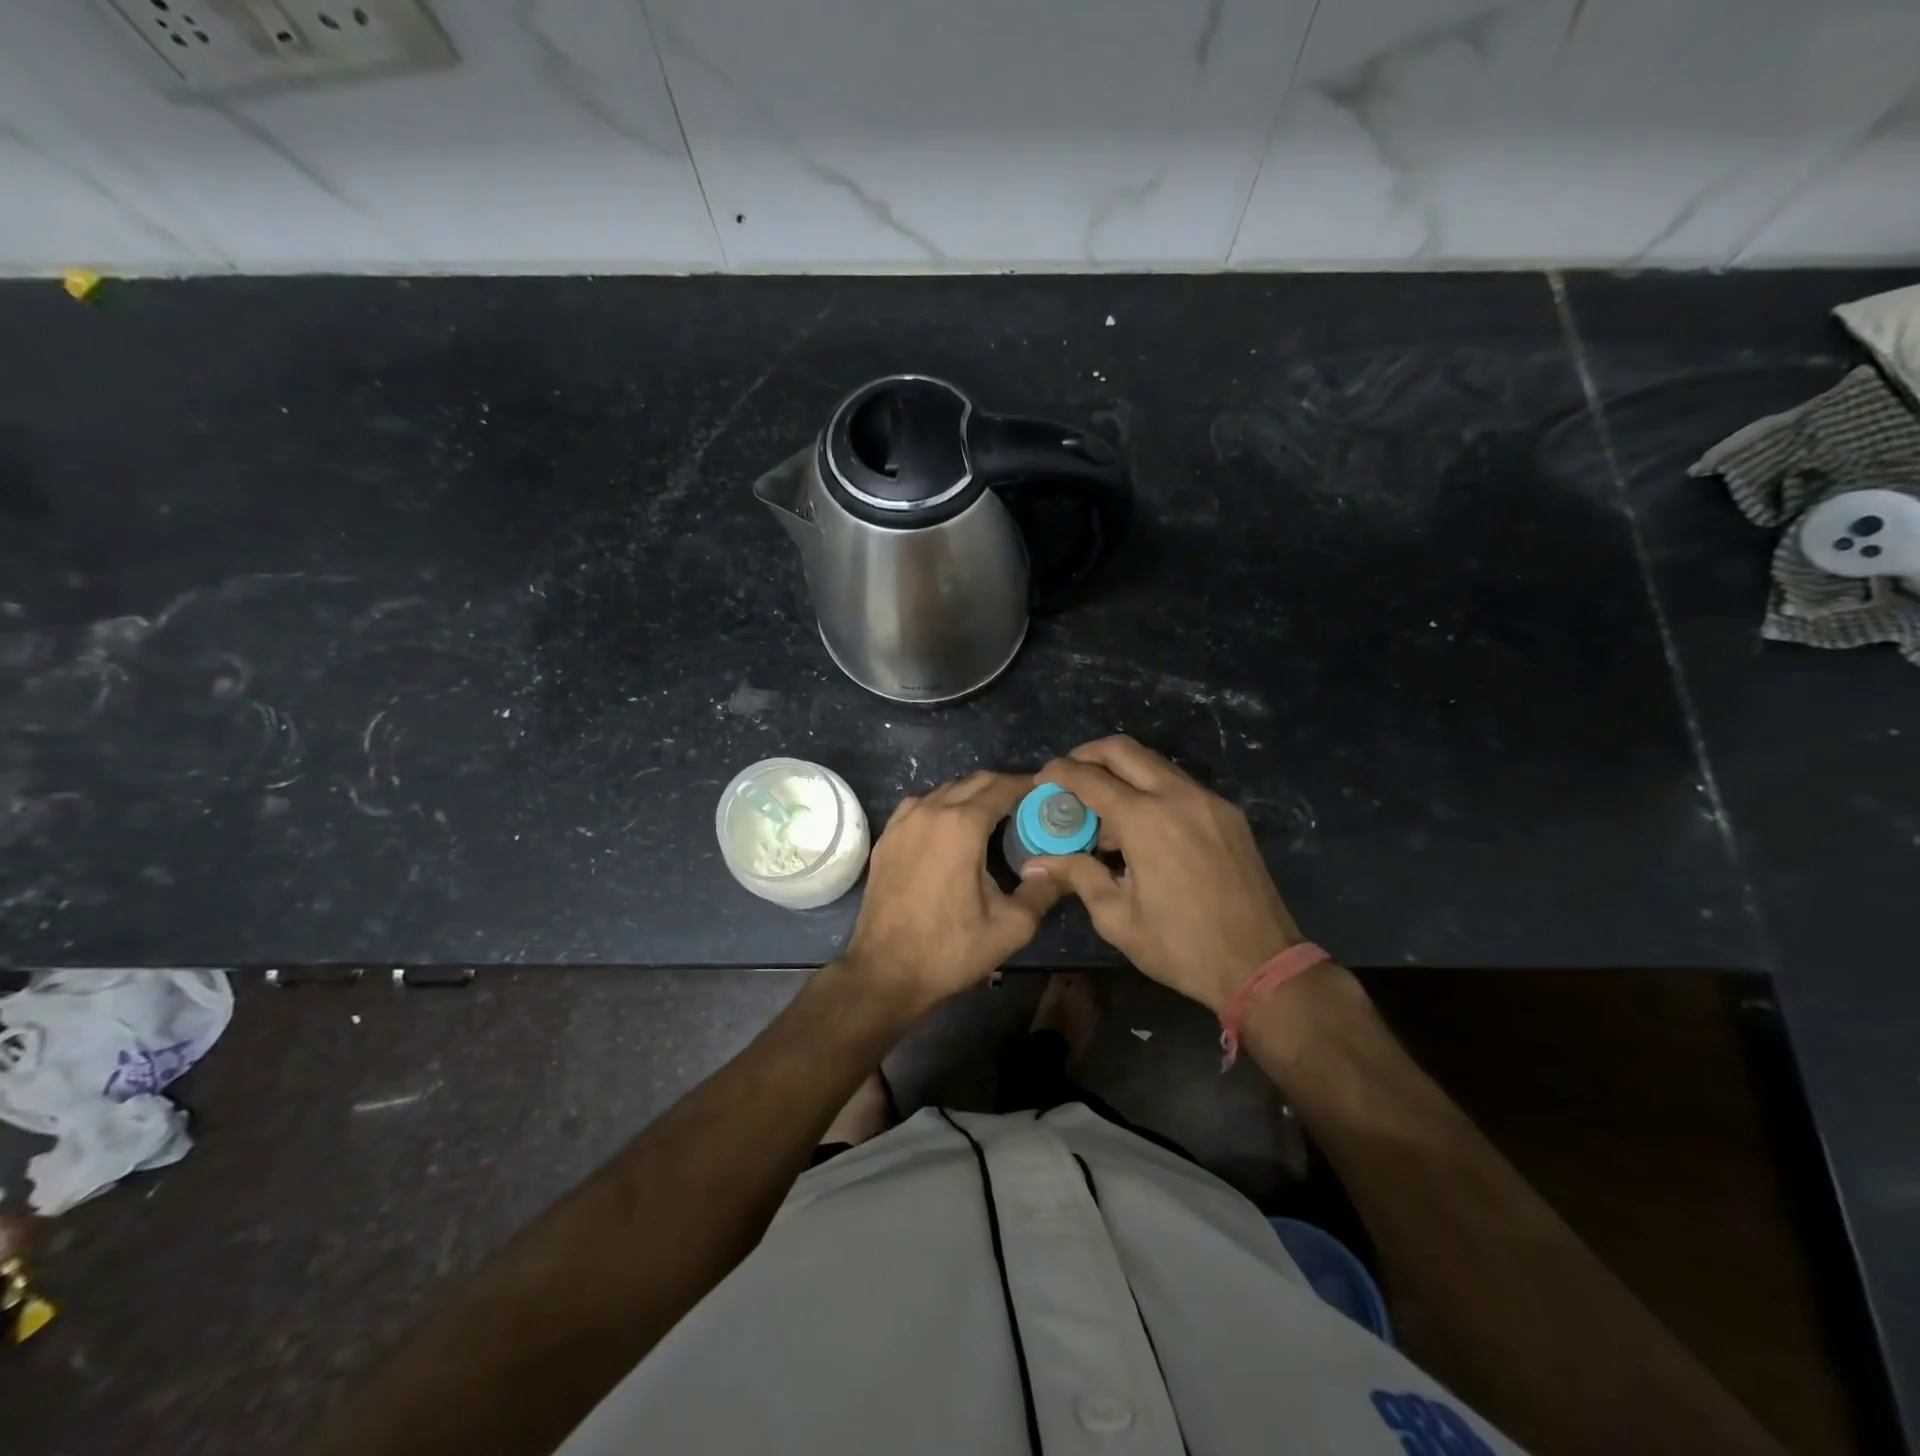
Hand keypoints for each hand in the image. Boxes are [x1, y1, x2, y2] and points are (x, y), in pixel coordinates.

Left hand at [843, 771, 1063, 1007]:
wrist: (885, 970)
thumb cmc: (950, 948)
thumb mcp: (1011, 926)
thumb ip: (1044, 890)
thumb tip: (1063, 868)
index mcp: (962, 825)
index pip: (1002, 787)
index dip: (1029, 786)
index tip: (1048, 794)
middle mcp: (930, 811)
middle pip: (974, 782)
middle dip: (1003, 786)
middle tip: (1028, 806)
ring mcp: (903, 822)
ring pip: (945, 791)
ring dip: (972, 795)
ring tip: (994, 818)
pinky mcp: (887, 838)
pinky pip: (920, 806)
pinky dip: (942, 807)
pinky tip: (952, 831)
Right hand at [1024, 736, 1303, 1010]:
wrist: (1262, 964)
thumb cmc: (1181, 946)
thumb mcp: (1117, 918)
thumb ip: (1077, 876)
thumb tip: (1034, 865)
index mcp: (1146, 820)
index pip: (1090, 778)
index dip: (1058, 773)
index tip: (1039, 779)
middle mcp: (1177, 796)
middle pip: (1123, 750)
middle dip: (1087, 754)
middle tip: (1067, 777)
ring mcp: (1208, 801)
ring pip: (1154, 763)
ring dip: (1121, 772)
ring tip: (1103, 810)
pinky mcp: (1228, 813)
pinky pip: (1179, 784)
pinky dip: (1151, 789)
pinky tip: (1142, 826)